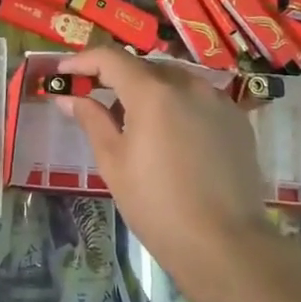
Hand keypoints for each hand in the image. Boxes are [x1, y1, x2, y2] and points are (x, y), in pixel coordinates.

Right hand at [56, 48, 285, 299]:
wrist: (224, 243)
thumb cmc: (156, 205)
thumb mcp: (113, 162)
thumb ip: (91, 120)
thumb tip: (67, 98)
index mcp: (152, 92)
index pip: (111, 58)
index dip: (82, 60)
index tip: (63, 73)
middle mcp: (188, 84)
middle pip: (144, 67)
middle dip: (116, 77)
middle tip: (95, 101)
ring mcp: (219, 100)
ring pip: (175, 81)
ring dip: (149, 90)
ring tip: (134, 122)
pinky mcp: (238, 120)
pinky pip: (200, 99)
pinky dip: (178, 106)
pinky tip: (172, 137)